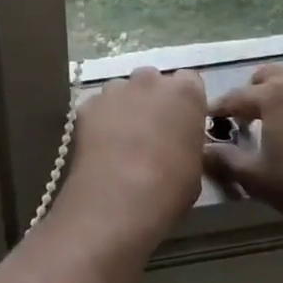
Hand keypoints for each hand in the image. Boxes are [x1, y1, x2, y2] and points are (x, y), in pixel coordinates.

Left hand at [58, 67, 208, 246]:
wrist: (117, 201)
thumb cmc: (168, 188)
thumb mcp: (195, 166)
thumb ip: (187, 139)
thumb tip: (177, 140)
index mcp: (184, 93)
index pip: (190, 81)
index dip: (185, 101)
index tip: (182, 121)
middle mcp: (150, 81)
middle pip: (153, 81)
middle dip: (153, 99)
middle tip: (152, 131)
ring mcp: (115, 89)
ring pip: (123, 91)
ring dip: (126, 107)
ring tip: (122, 141)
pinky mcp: (88, 104)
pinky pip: (99, 107)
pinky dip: (101, 121)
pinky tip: (101, 147)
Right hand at [205, 64, 282, 247]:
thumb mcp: (256, 178)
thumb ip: (224, 160)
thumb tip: (203, 150)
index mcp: (274, 94)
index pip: (236, 96)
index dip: (219, 107)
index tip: (209, 117)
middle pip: (268, 76)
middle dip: (252, 92)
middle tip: (246, 117)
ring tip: (281, 127)